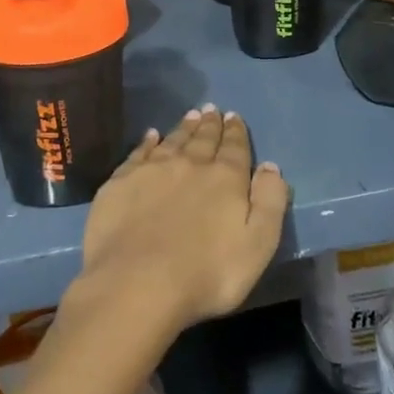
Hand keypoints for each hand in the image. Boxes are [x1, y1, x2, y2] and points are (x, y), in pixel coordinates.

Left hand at [69, 107, 289, 340]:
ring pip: (173, 140)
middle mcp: (190, 164)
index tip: (234, 117)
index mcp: (225, 179)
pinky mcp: (121, 182)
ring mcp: (153, 170)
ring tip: (191, 115)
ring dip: (184, 127)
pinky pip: (139, 152)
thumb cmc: (207, 274)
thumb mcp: (257, 245)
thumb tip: (271, 167)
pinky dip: (148, 141)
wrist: (137, 283)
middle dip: (210, 124)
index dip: (236, 132)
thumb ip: (269, 203)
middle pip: (203, 139)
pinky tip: (151, 135)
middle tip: (212, 110)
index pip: (235, 148)